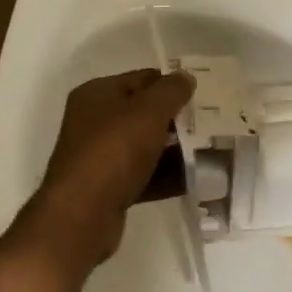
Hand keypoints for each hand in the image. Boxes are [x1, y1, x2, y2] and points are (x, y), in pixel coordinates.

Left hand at [10, 68, 194, 274]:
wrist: (81, 215)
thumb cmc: (114, 151)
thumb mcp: (148, 112)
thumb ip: (171, 90)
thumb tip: (185, 77)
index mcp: (98, 94)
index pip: (142, 78)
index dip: (172, 85)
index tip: (203, 96)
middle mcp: (94, 121)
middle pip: (144, 113)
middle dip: (176, 119)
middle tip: (210, 125)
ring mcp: (100, 156)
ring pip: (146, 146)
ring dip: (175, 150)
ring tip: (210, 153)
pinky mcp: (108, 187)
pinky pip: (143, 174)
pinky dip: (165, 176)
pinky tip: (194, 180)